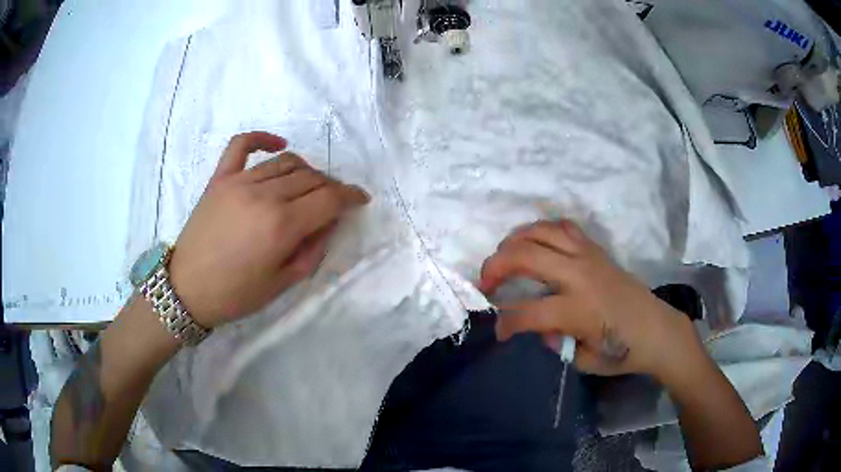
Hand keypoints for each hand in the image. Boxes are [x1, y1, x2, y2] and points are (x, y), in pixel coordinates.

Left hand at [168, 132, 369, 328]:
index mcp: (282, 226)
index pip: (329, 198)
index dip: (351, 196)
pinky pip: (242, 144)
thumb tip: (330, 222)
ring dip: (307, 170)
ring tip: (310, 185)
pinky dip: (263, 138)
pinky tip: (278, 144)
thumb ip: (313, 249)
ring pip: (286, 161)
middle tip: (334, 201)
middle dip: (331, 187)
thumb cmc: (236, 294)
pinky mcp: (220, 178)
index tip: (361, 199)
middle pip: (311, 177)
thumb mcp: (283, 283)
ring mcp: (239, 181)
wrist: (187, 289)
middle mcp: (264, 195)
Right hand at [477, 220, 698, 378]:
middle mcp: (579, 276)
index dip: (505, 323)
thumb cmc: (623, 351)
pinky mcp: (596, 249)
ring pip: (541, 232)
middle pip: (525, 256)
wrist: (657, 329)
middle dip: (495, 267)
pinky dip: (542, 229)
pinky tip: (534, 242)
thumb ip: (554, 342)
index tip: (499, 333)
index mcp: (577, 310)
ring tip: (503, 257)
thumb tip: (538, 327)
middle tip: (486, 283)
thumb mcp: (583, 360)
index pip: (526, 312)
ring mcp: (588, 256)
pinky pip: (563, 227)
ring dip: (514, 241)